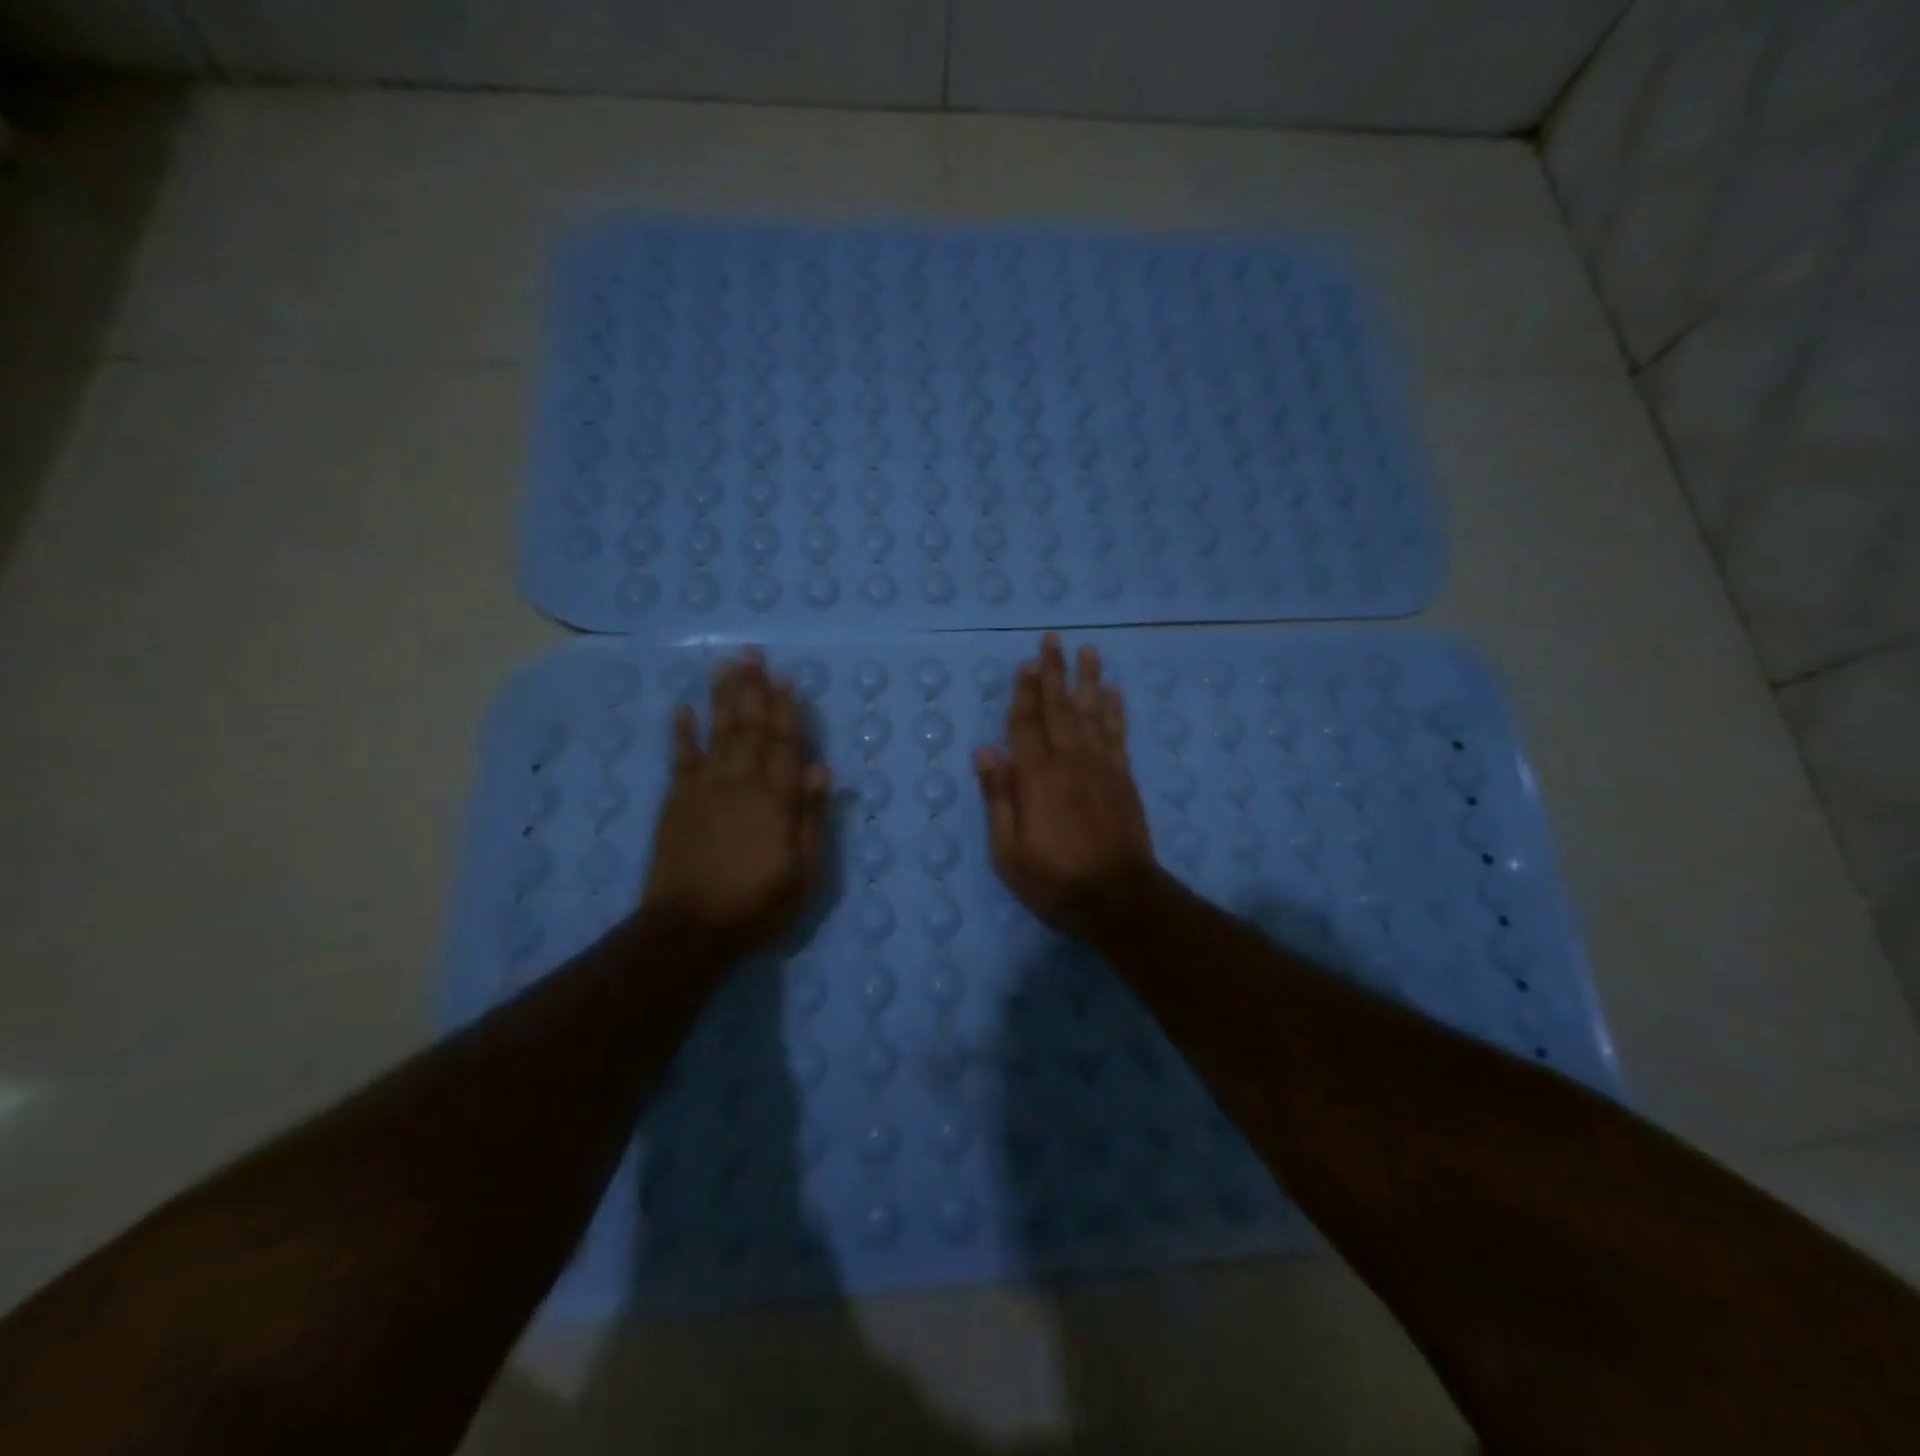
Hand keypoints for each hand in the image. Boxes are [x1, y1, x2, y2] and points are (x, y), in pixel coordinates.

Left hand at [643, 649, 830, 955]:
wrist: (688, 928)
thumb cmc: (757, 904)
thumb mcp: (804, 872)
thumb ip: (811, 818)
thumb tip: (823, 770)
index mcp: (776, 799)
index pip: (787, 745)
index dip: (789, 711)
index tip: (787, 679)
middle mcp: (741, 783)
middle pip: (751, 727)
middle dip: (755, 689)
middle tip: (754, 654)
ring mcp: (704, 788)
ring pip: (718, 732)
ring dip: (723, 697)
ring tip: (726, 665)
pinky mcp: (676, 801)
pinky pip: (680, 759)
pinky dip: (681, 733)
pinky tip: (683, 709)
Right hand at [974, 633, 1156, 934]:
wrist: (1118, 899)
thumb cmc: (1054, 879)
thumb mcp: (1008, 850)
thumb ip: (998, 797)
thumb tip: (985, 750)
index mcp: (1037, 777)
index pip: (1025, 725)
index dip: (1023, 693)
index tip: (1024, 664)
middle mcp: (1070, 761)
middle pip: (1060, 708)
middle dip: (1054, 673)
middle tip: (1053, 640)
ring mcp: (1102, 768)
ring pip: (1093, 714)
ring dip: (1089, 681)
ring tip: (1089, 652)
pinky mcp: (1123, 779)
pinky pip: (1118, 735)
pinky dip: (1116, 711)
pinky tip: (1115, 693)